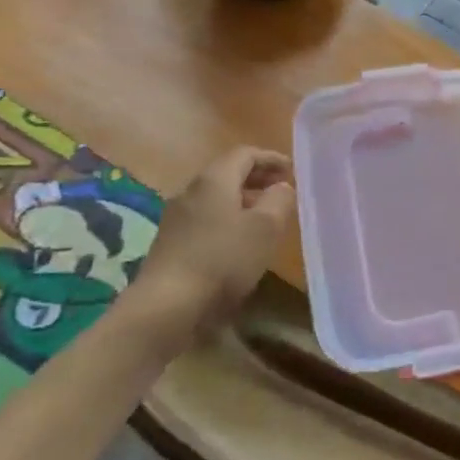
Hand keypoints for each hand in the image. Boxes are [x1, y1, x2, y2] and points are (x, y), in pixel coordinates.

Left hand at [121, 147, 294, 352]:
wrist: (167, 305)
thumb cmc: (223, 259)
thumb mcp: (265, 228)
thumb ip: (279, 200)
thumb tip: (282, 187)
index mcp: (214, 180)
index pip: (245, 154)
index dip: (271, 158)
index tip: (292, 170)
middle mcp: (191, 191)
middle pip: (227, 173)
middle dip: (257, 178)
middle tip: (281, 189)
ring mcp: (176, 217)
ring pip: (215, 197)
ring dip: (242, 200)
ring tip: (265, 216)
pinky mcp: (170, 242)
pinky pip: (205, 218)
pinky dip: (227, 218)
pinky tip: (239, 241)